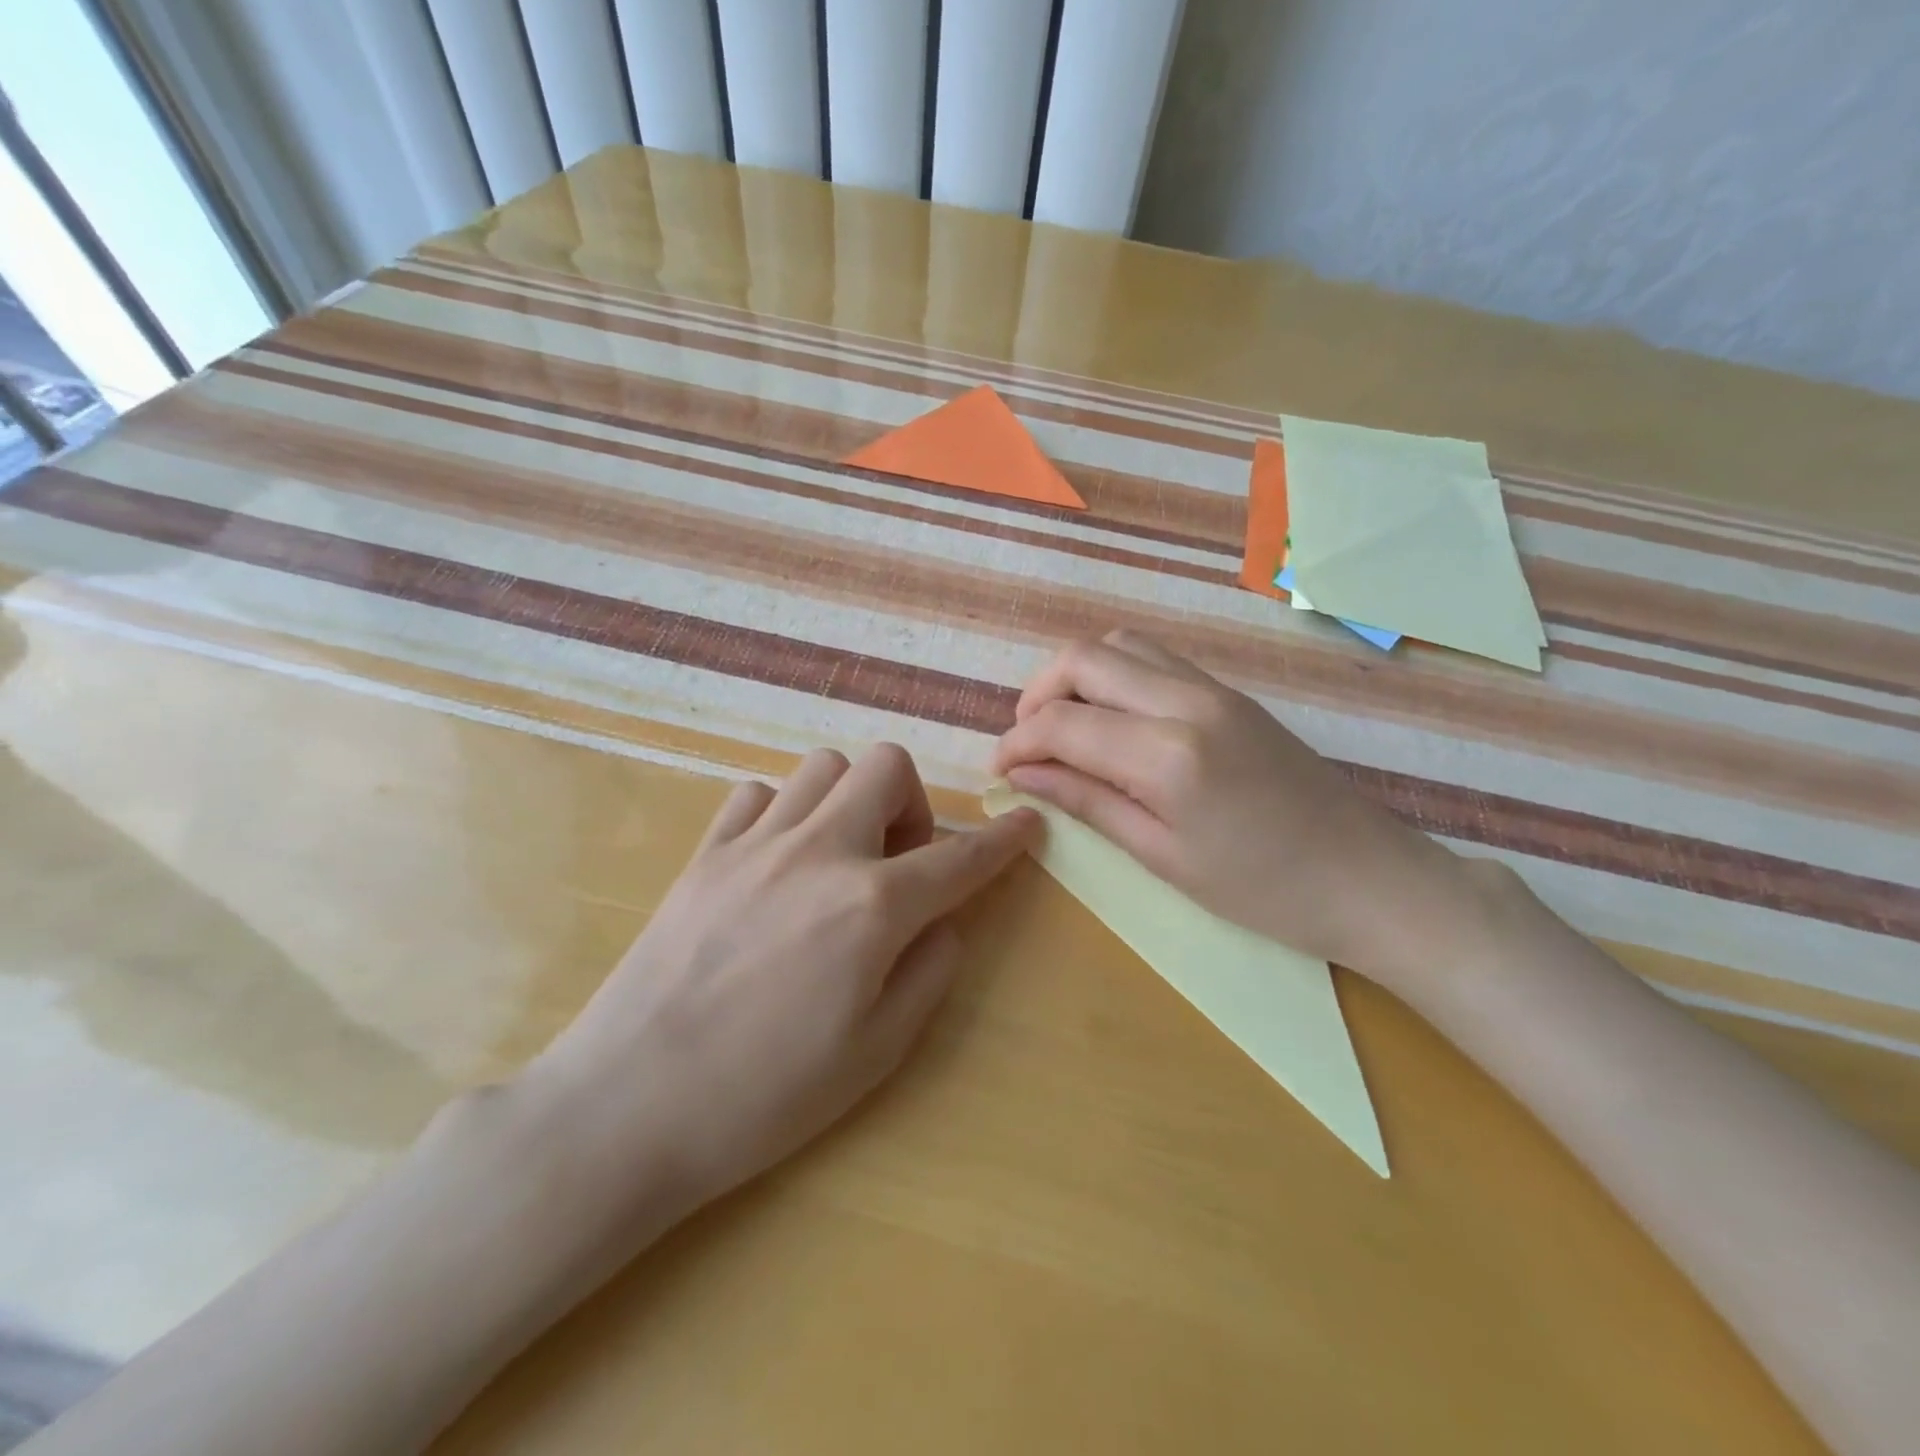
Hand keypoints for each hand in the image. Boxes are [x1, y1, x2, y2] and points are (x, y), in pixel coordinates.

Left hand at [524, 744, 1038, 1234]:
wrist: (627, 1106)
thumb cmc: (764, 1096)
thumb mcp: (877, 1052)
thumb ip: (929, 971)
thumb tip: (944, 920)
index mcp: (873, 906)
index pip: (961, 856)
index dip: (1004, 839)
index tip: (1027, 823)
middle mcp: (820, 852)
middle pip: (886, 766)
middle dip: (912, 803)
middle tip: (898, 861)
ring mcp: (755, 843)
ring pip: (822, 766)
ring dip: (848, 800)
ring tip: (837, 857)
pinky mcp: (704, 852)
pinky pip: (757, 795)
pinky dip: (783, 813)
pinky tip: (776, 862)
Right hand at [991, 632, 1463, 980]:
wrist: (1369, 878)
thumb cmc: (1263, 890)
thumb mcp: (1162, 856)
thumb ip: (1087, 801)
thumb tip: (1021, 773)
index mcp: (1167, 754)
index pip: (1062, 723)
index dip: (1017, 742)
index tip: (998, 770)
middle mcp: (1187, 701)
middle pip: (1084, 658)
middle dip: (1037, 694)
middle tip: (1027, 743)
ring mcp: (1214, 687)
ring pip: (1119, 645)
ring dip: (1076, 677)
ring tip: (1065, 729)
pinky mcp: (1230, 691)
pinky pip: (1154, 659)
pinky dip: (1114, 677)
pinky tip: (1112, 723)